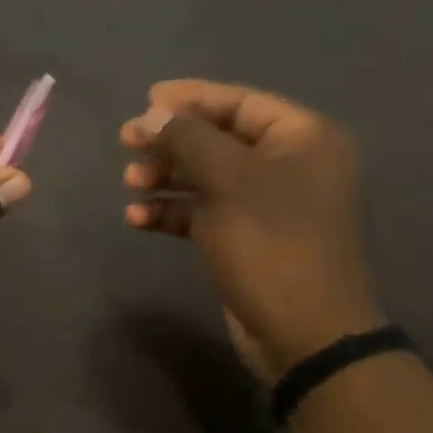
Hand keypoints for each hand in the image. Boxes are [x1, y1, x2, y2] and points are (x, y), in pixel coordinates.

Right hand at [120, 81, 383, 379]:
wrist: (305, 333)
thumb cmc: (271, 242)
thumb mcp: (226, 180)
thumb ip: (187, 138)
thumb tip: (153, 113)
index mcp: (303, 139)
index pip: (240, 103)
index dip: (190, 98)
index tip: (145, 100)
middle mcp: (292, 165)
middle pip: (219, 139)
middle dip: (171, 141)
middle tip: (127, 142)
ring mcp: (271, 205)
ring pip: (208, 177)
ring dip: (166, 177)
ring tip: (129, 183)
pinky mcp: (250, 239)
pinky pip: (206, 212)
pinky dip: (173, 212)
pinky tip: (138, 220)